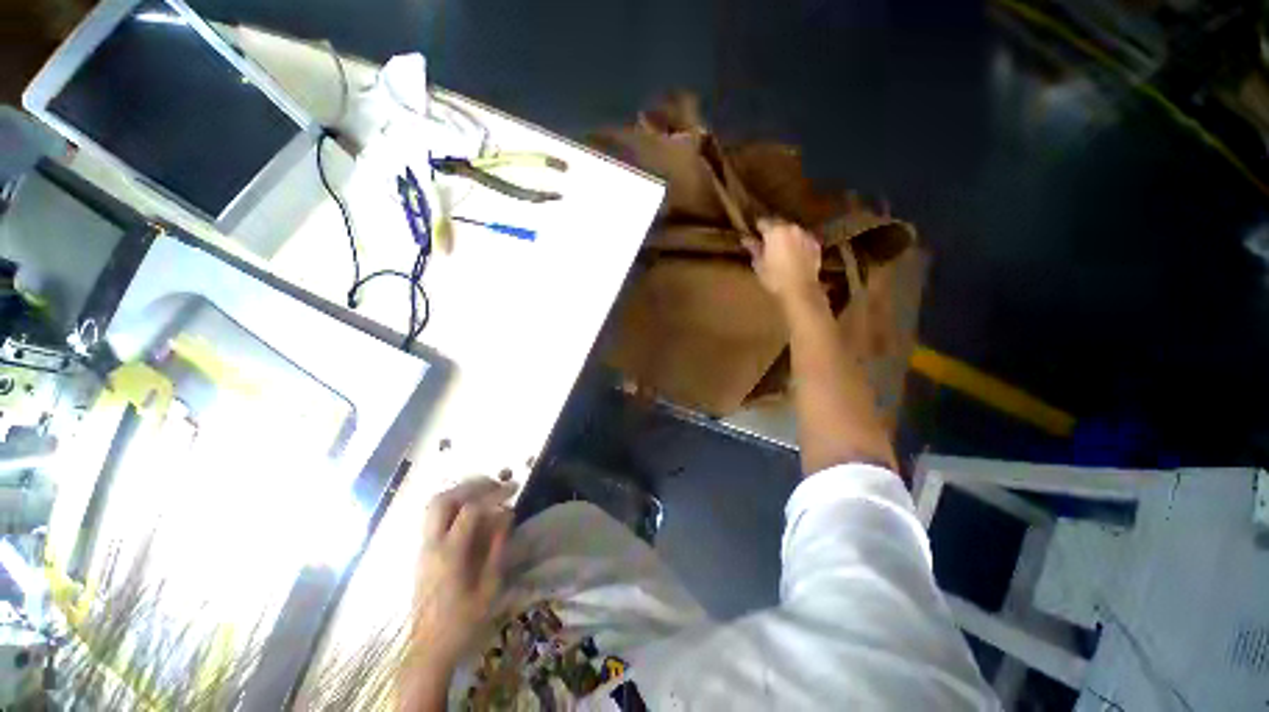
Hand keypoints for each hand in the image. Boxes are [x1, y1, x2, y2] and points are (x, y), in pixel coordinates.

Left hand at [411, 479, 514, 665]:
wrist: (429, 651)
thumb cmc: (463, 622)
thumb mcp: (489, 588)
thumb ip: (497, 547)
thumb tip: (506, 515)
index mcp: (450, 555)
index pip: (470, 510)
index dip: (494, 494)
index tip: (514, 488)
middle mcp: (432, 546)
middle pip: (444, 500)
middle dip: (472, 485)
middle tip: (496, 484)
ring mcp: (423, 548)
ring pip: (434, 506)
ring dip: (460, 492)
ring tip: (485, 492)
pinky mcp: (422, 553)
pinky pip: (434, 518)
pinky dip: (453, 505)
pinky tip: (471, 511)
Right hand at [742, 219, 822, 304]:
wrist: (800, 290)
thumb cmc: (774, 278)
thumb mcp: (759, 264)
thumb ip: (754, 248)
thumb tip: (746, 239)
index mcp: (775, 231)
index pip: (762, 221)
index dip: (757, 228)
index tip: (753, 235)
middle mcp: (792, 228)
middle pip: (779, 224)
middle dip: (773, 231)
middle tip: (766, 243)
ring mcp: (806, 235)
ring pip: (792, 231)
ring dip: (786, 237)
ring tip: (781, 250)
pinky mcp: (816, 245)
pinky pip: (803, 240)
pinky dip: (798, 244)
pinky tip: (794, 255)